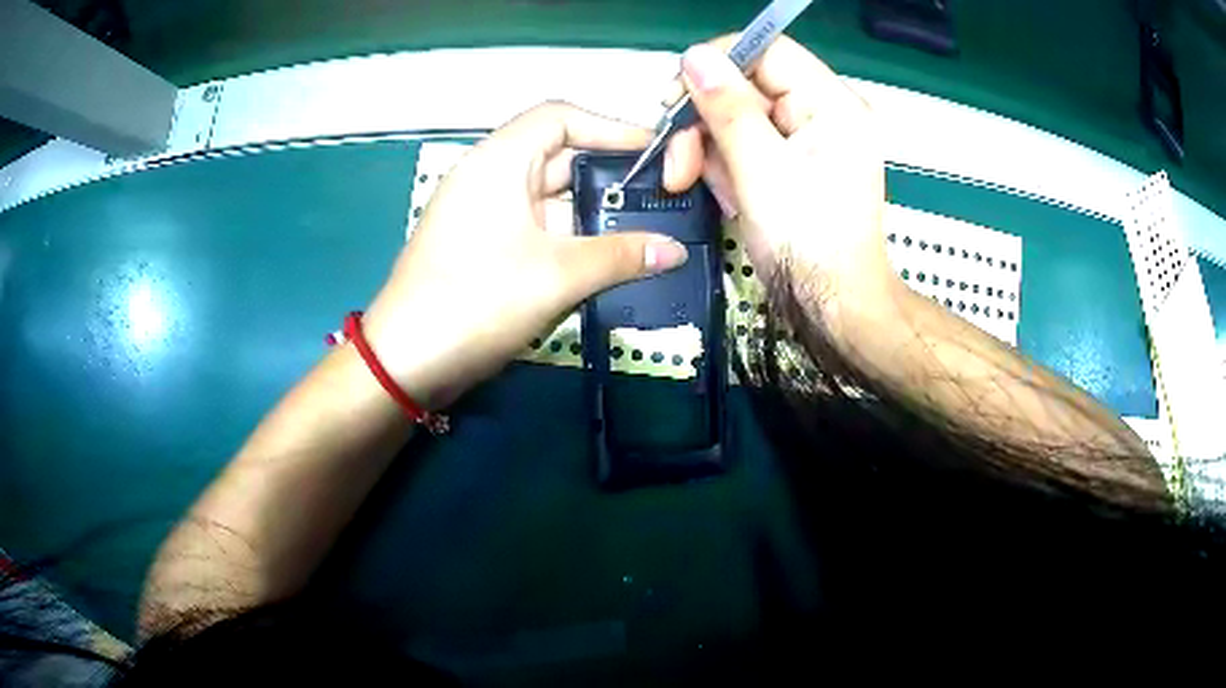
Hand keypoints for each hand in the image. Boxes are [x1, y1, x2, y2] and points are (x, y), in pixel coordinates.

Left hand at [363, 102, 689, 407]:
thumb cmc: (476, 301)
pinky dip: (572, 238)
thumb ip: (621, 257)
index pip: (560, 118)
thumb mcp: (556, 275)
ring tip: (647, 230)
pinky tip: (609, 258)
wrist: (406, 363)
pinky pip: (538, 229)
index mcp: (498, 161)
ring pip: (551, 198)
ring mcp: (485, 214)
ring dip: (594, 213)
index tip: (655, 151)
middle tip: (662, 196)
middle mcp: (490, 177)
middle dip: (610, 176)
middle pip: (559, 157)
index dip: (610, 127)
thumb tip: (676, 250)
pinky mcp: (484, 247)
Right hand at [661, 37, 898, 328]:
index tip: (676, 99)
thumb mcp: (761, 172)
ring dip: (711, 151)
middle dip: (705, 122)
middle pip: (747, 85)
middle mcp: (825, 112)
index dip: (716, 66)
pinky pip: (749, 144)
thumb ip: (727, 108)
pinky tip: (730, 196)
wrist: (832, 306)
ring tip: (702, 188)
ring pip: (740, 116)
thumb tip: (694, 57)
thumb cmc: (807, 246)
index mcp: (832, 104)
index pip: (766, 51)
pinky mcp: (796, 161)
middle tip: (677, 163)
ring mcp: (810, 138)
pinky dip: (728, 168)